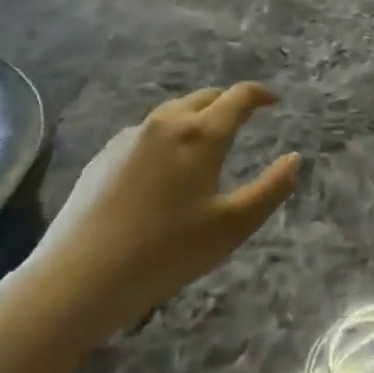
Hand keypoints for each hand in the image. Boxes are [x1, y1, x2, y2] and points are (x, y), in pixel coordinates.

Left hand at [31, 84, 300, 341]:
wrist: (78, 278)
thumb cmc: (166, 252)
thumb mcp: (233, 226)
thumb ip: (271, 189)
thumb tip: (295, 159)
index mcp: (201, 134)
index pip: (238, 97)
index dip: (260, 94)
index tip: (273, 101)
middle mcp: (165, 123)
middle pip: (204, 97)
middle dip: (227, 102)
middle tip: (243, 119)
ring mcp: (129, 138)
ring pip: (172, 113)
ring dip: (195, 117)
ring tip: (204, 143)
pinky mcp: (102, 157)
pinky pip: (145, 133)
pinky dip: (165, 137)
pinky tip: (162, 169)